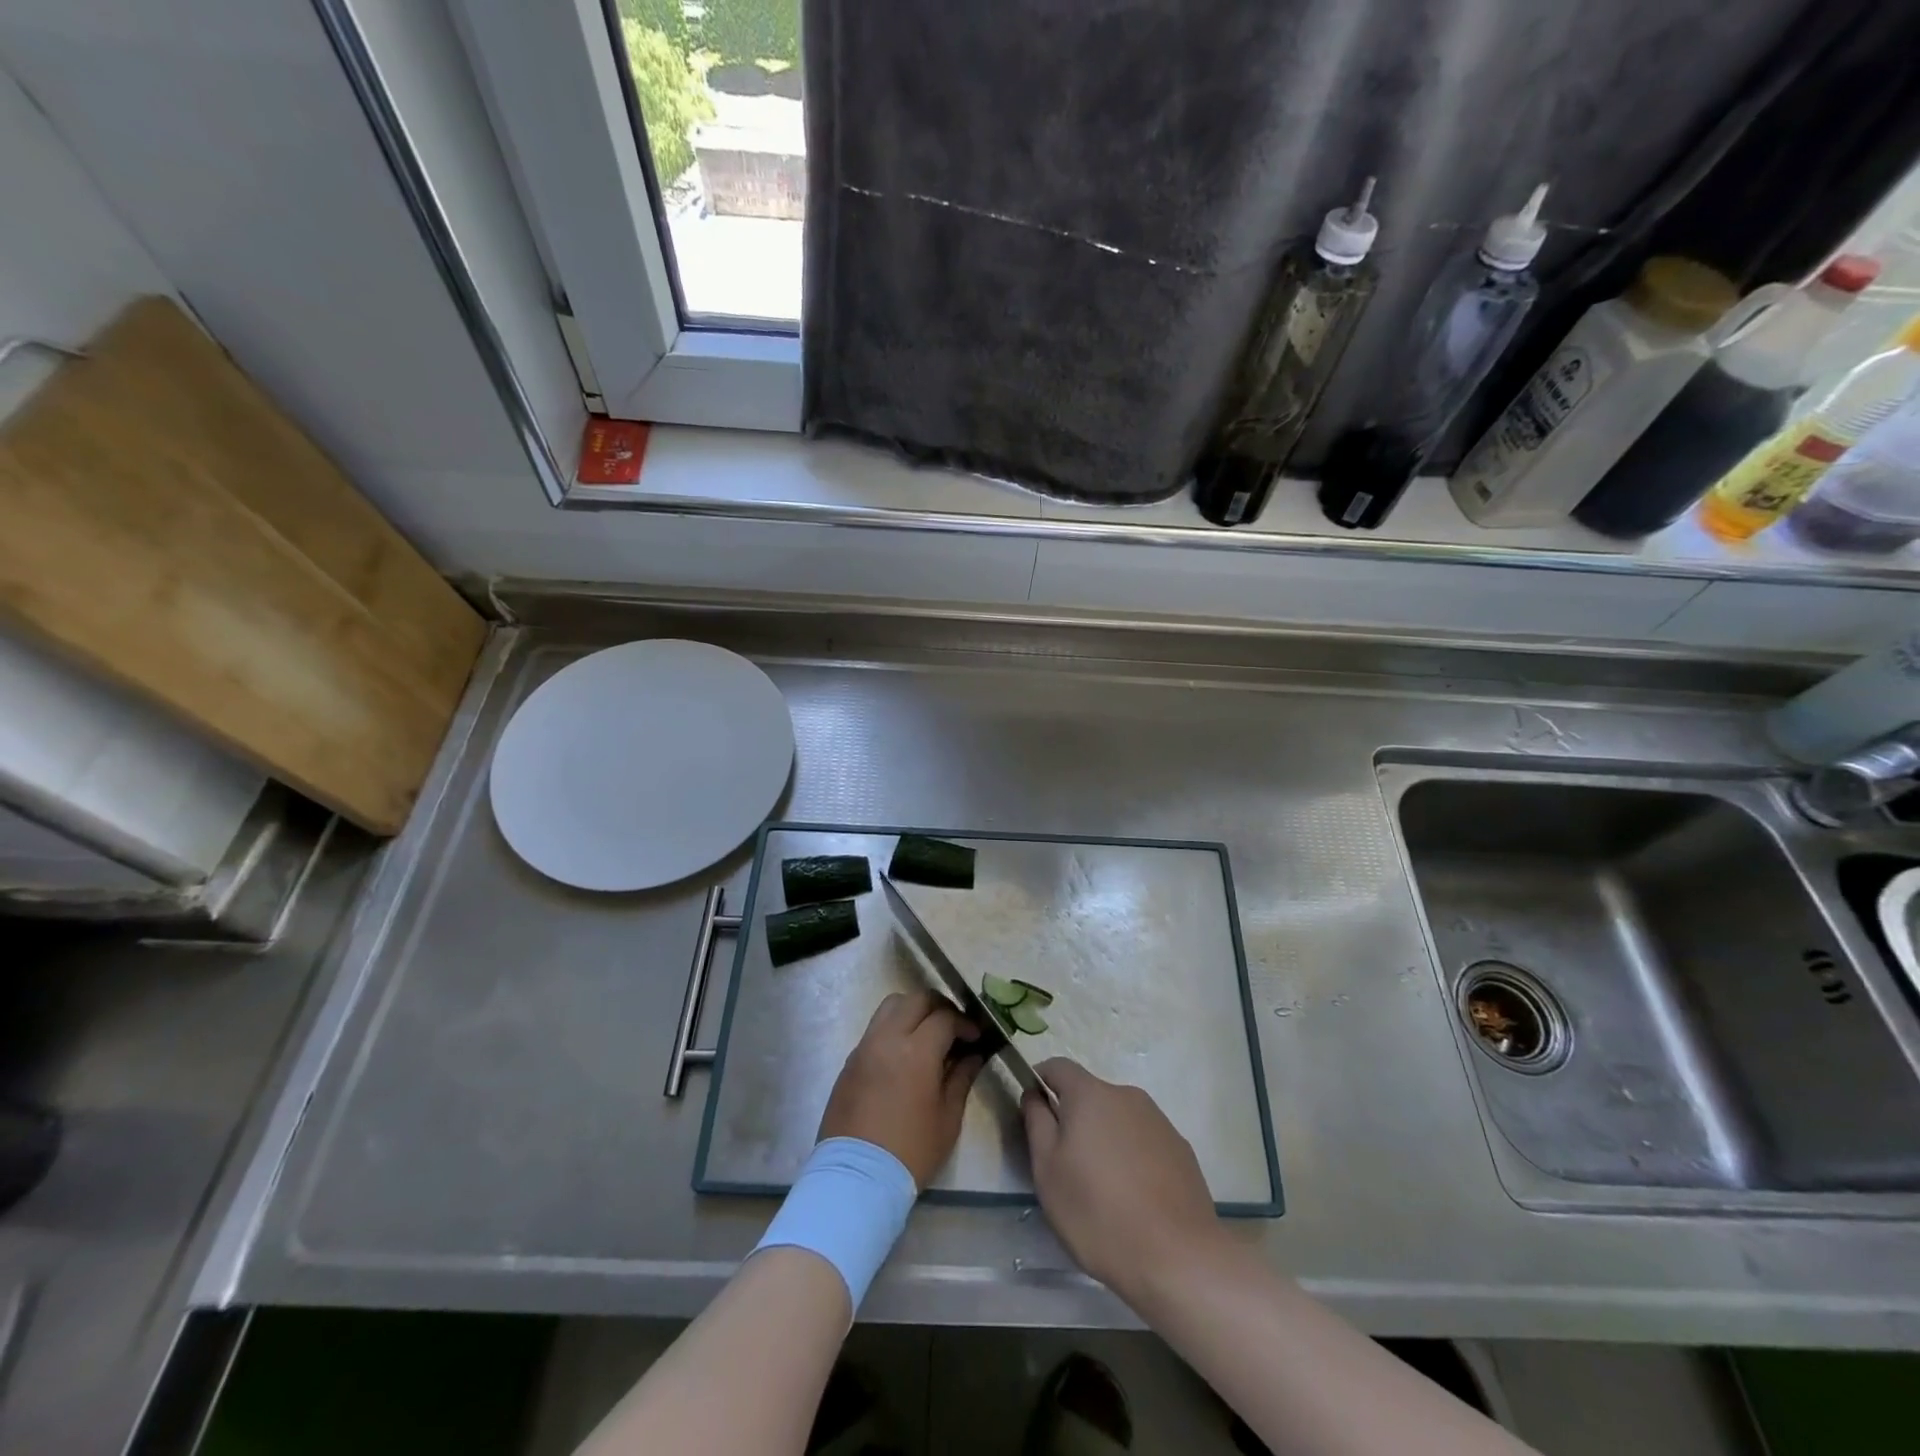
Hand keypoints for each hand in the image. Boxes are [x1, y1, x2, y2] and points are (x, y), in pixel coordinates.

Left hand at [819, 990, 983, 1188]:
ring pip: (891, 1006)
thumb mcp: (947, 1118)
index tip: (976, 1037)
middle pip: (916, 999)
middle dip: (940, 1007)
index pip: (945, 1017)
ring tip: (927, 1034)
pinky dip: (893, 1028)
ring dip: (913, 1010)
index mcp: (916, 1051)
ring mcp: (865, 1046)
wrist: (857, 1177)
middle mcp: (888, 1038)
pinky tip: (904, 1054)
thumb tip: (973, 1055)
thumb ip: (962, 1078)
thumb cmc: (911, 1151)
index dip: (965, 1022)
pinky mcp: (850, 1060)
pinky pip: (875, 1028)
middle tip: (953, 1027)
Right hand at [1022, 1059, 1226, 1306]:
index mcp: (1091, 1095)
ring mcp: (1158, 1121)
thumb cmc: (1098, 1212)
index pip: (1058, 1067)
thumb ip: (1037, 1122)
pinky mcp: (1180, 1149)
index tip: (1033, 1111)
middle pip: (1090, 1095)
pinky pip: (1144, 1141)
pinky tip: (1135, 1199)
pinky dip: (1132, 1158)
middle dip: (1074, 1119)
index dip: (1040, 1081)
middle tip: (1067, 1166)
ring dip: (1105, 1139)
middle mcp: (1127, 1096)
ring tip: (1103, 1190)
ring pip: (1118, 1119)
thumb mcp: (1048, 1171)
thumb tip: (1035, 1094)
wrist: (1178, 1257)